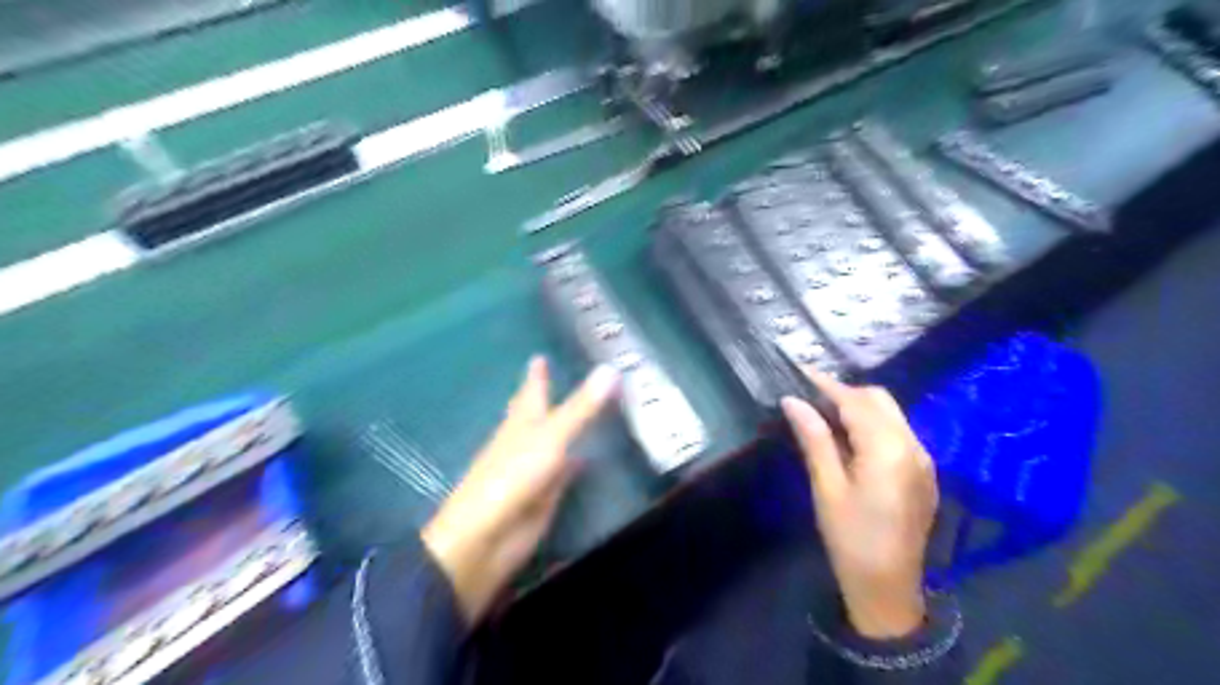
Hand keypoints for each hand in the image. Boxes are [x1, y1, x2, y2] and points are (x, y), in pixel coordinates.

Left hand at [422, 359, 620, 624]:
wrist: (485, 538)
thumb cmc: (511, 478)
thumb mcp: (550, 437)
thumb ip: (581, 408)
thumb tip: (611, 368)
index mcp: (521, 422)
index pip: (531, 390)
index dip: (536, 374)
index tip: (538, 356)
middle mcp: (526, 441)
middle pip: (539, 414)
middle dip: (549, 397)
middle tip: (565, 379)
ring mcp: (534, 470)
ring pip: (553, 442)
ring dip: (566, 428)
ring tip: (585, 413)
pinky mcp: (544, 496)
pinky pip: (563, 471)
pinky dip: (574, 462)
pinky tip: (586, 459)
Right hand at [776, 371, 935, 638]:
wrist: (888, 589)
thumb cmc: (850, 538)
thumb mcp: (827, 487)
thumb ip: (815, 439)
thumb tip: (793, 401)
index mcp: (888, 449)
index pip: (855, 402)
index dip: (826, 384)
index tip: (800, 372)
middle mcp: (913, 446)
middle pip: (879, 401)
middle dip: (845, 393)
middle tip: (809, 399)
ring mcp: (923, 459)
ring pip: (891, 415)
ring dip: (859, 408)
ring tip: (824, 416)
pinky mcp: (923, 472)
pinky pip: (897, 433)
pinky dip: (873, 425)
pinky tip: (850, 440)